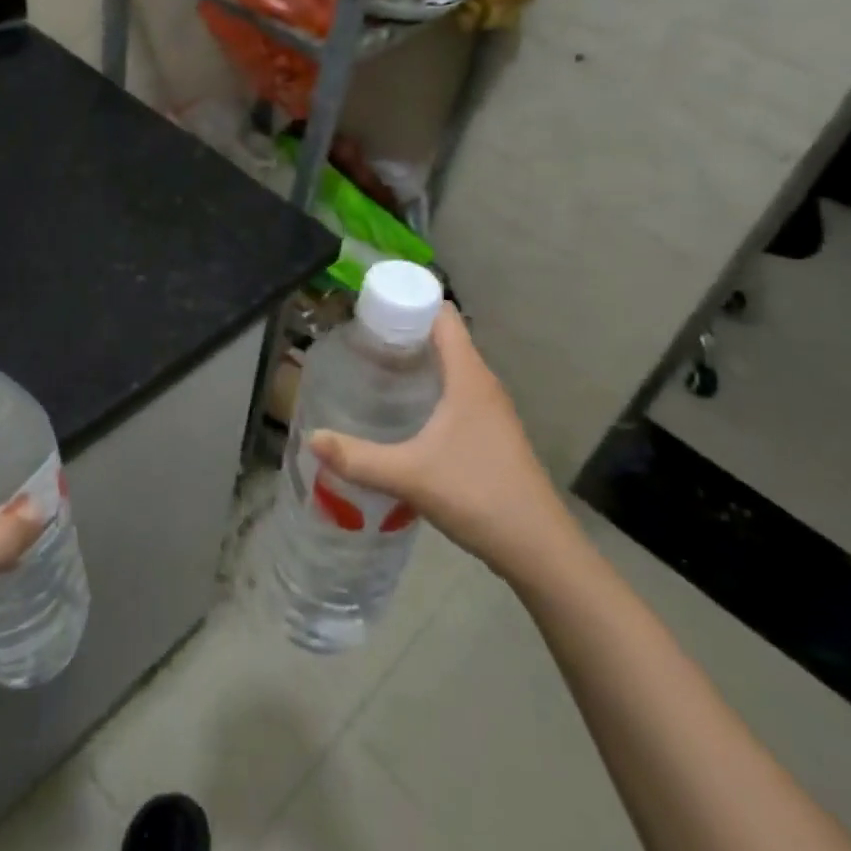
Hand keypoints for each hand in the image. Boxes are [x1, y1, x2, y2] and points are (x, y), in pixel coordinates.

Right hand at [309, 304, 577, 578]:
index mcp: (468, 376)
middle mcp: (482, 383)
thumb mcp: (410, 475)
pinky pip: (456, 391)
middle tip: (360, 341)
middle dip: (404, 332)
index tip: (371, 308)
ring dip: (417, 361)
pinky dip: (430, 387)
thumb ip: (357, 458)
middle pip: (444, 337)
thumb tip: (312, 439)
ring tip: (374, 370)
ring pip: (451, 366)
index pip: (443, 315)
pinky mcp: (492, 433)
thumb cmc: (477, 494)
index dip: (410, 302)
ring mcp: (491, 410)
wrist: (538, 548)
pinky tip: (404, 411)